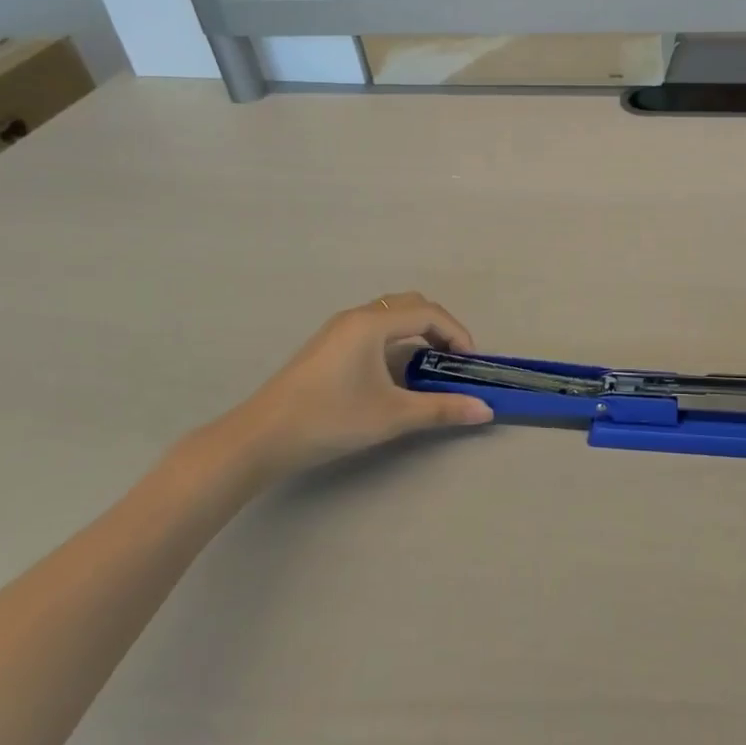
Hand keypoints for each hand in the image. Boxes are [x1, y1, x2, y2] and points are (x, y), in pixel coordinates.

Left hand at [225, 293, 493, 478]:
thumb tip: (485, 411)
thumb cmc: (330, 419)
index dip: (457, 333)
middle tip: (452, 360)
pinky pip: (373, 330)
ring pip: (390, 316)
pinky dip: (395, 342)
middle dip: (439, 328)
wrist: (260, 438)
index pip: (429, 313)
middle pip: (411, 305)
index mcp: (372, 323)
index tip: (470, 363)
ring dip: (416, 334)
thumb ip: (441, 408)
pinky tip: (395, 376)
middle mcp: (356, 316)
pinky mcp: (328, 346)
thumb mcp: (392, 415)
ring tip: (428, 368)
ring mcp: (338, 330)